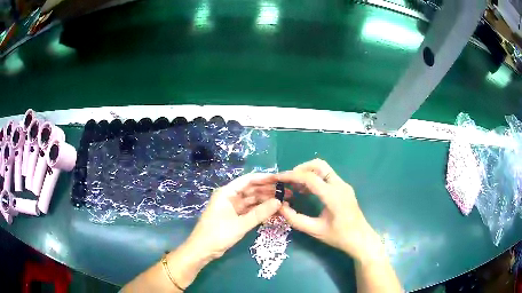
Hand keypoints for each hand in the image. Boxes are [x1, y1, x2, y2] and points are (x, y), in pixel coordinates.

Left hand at [186, 173, 283, 259]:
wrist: (203, 250)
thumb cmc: (218, 234)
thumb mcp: (240, 224)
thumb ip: (260, 213)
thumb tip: (278, 202)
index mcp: (227, 193)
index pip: (248, 180)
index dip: (265, 178)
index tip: (280, 179)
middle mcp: (230, 197)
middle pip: (252, 190)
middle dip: (268, 191)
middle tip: (287, 193)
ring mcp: (232, 207)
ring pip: (252, 200)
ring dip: (266, 201)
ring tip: (284, 202)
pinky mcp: (234, 217)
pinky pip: (250, 210)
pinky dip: (260, 211)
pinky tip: (273, 212)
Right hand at [277, 159, 380, 261]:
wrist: (361, 239)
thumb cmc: (339, 237)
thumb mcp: (315, 230)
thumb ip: (296, 219)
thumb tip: (280, 207)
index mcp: (333, 196)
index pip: (309, 177)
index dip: (291, 176)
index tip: (278, 178)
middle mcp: (340, 185)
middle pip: (319, 165)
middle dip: (301, 168)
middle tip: (288, 180)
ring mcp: (343, 185)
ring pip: (323, 169)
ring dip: (308, 173)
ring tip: (295, 186)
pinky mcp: (344, 188)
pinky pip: (327, 177)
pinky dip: (315, 178)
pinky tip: (306, 191)